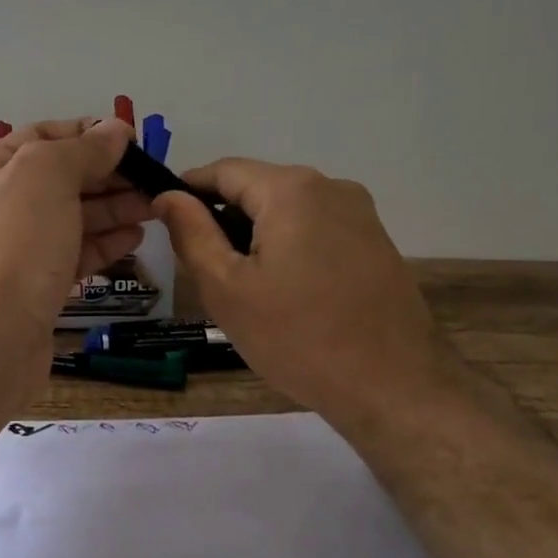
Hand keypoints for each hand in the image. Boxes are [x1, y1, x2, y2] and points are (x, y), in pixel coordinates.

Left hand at [0, 117, 149, 349]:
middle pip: (63, 177)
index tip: (132, 140)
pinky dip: (105, 243)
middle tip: (153, 178)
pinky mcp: (37, 284)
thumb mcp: (48, 174)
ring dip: (114, 208)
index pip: (44, 136)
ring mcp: (18, 247)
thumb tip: (117, 130)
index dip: (88, 133)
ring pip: (73, 217)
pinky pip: (75, 253)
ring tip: (155, 207)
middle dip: (109, 174)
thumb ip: (85, 148)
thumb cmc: (17, 242)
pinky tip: (135, 237)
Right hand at [153, 161, 456, 426]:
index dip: (187, 190)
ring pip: (288, 211)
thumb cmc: (298, 337)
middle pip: (258, 188)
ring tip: (243, 288)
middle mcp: (331, 186)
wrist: (394, 387)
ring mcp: (361, 214)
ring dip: (257, 236)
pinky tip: (286, 294)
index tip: (163, 219)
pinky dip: (290, 248)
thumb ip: (192, 233)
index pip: (224, 170)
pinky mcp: (376, 242)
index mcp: (292, 189)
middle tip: (204, 270)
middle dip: (224, 219)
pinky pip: (317, 230)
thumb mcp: (227, 288)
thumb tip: (168, 196)